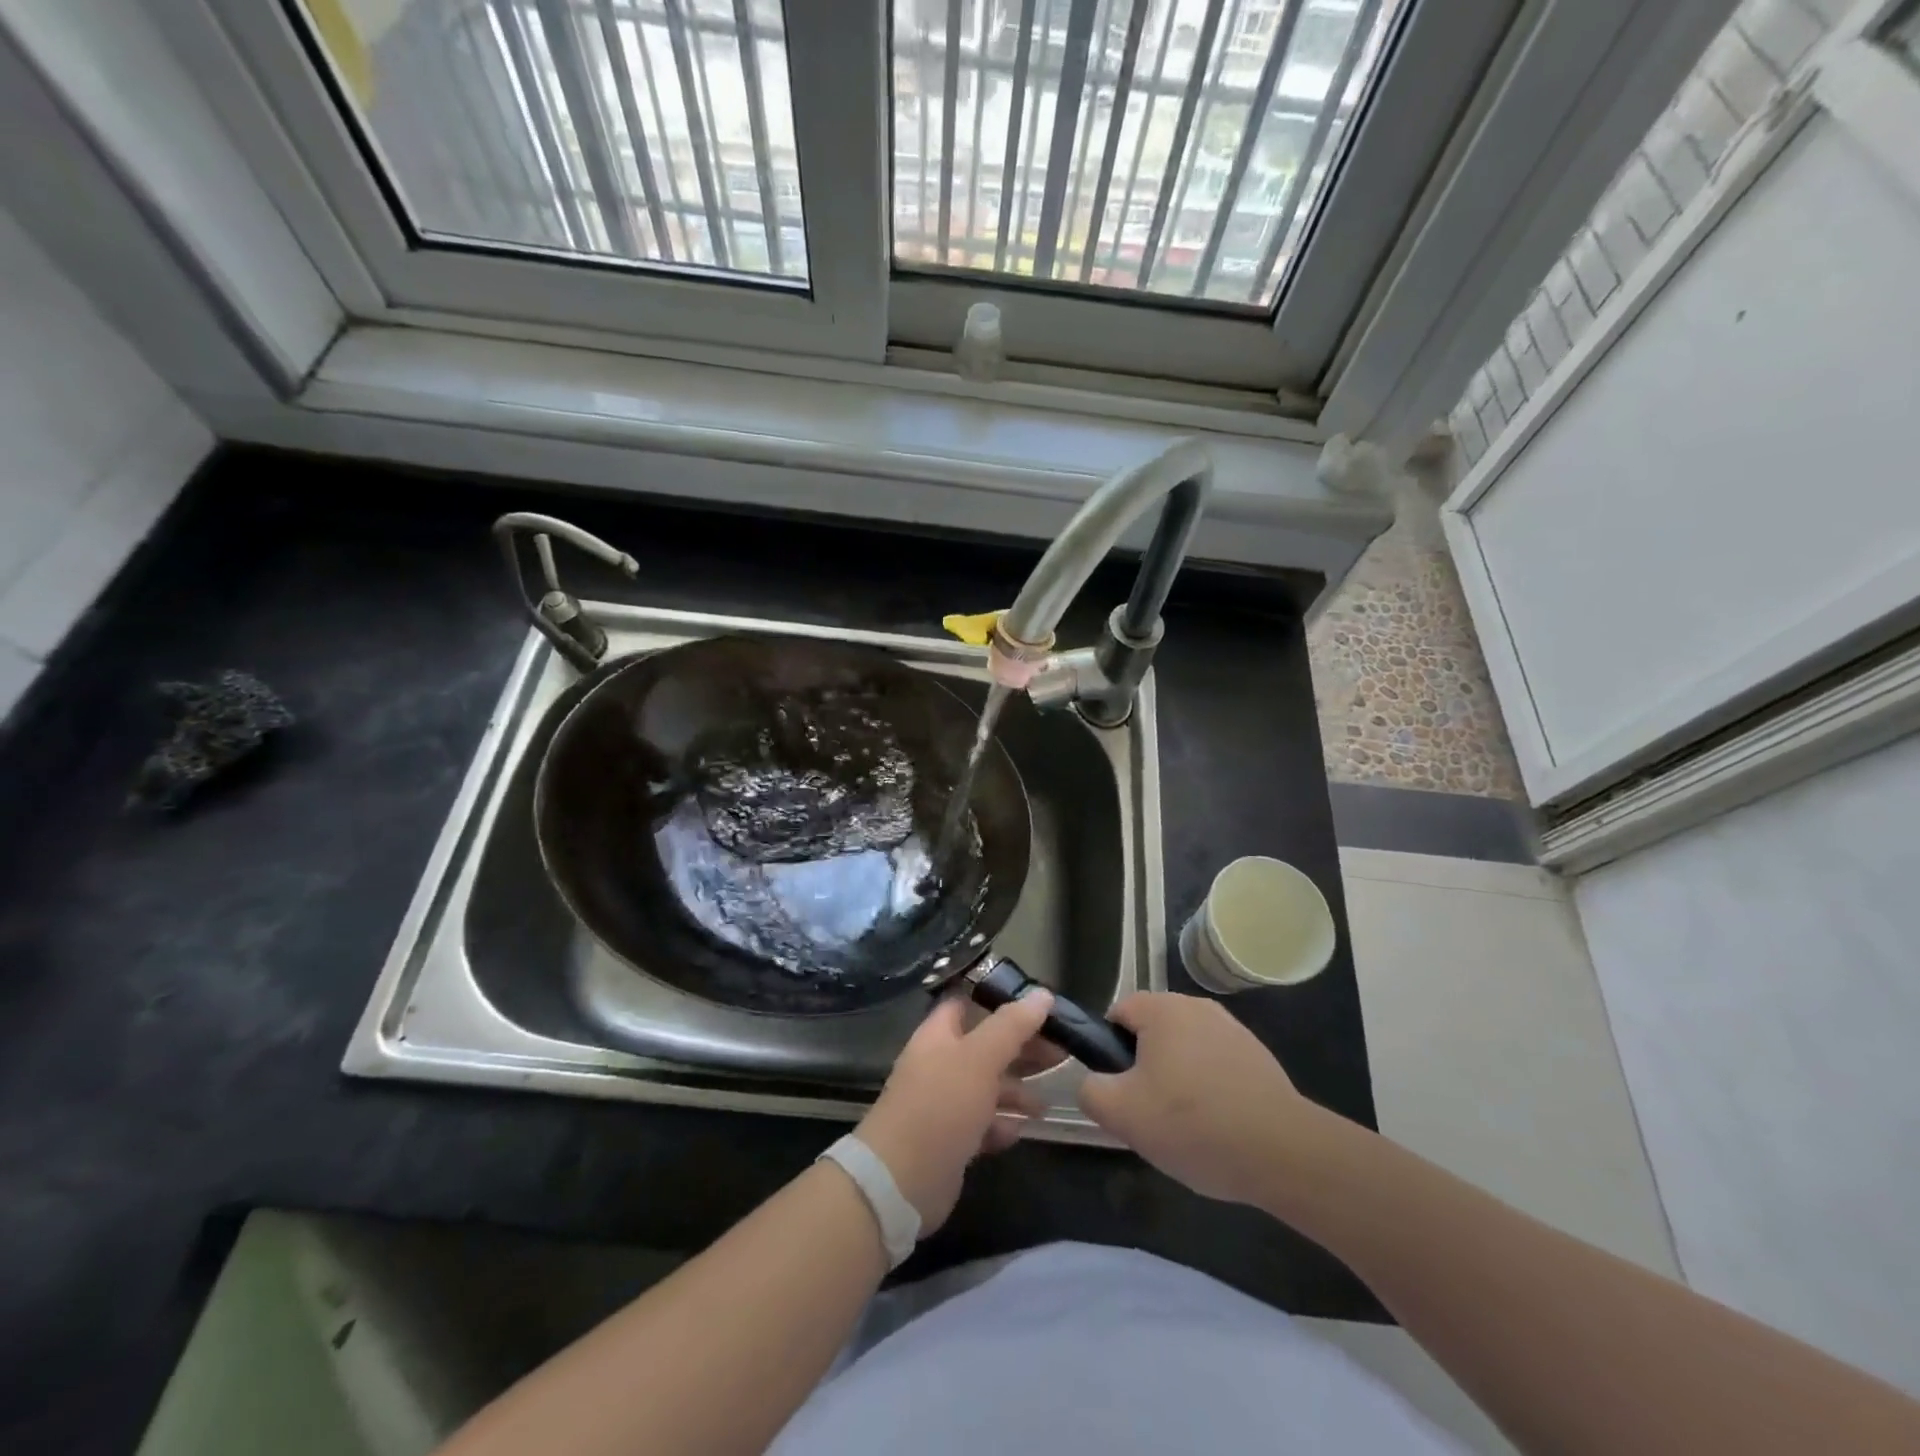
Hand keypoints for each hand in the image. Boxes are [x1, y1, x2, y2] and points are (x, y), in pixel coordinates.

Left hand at [855, 990, 1052, 1231]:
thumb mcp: (979, 1058)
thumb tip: (1042, 994)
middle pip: (986, 1046)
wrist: (901, 1181)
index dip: (1001, 999)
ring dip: (1017, 1091)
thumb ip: (1011, 1026)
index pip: (969, 1003)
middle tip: (1061, 1053)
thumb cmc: (940, 1106)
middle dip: (1021, 1048)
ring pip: (988, 1087)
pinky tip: (1020, 1130)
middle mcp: (940, 1064)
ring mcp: (944, 1103)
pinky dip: (1003, 1125)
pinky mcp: (951, 1140)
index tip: (1040, 1004)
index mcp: (939, 1035)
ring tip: (1046, 1102)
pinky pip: (983, 1124)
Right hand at [1078, 993, 1325, 1206]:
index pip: (1117, 1013)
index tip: (1119, 1090)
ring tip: (1184, 1125)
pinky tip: (1217, 1126)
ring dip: (1177, 1078)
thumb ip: (1089, 1090)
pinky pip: (1215, 1065)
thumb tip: (1091, 1082)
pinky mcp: (1258, 1057)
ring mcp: (1232, 1029)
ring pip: (1184, 1050)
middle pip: (1152, 1031)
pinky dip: (1209, 1089)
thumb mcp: (1122, 1114)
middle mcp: (1197, 1006)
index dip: (1109, 1051)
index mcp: (1163, 1008)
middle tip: (1148, 1112)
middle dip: (1144, 1067)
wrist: (1284, 1153)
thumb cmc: (1193, 1124)